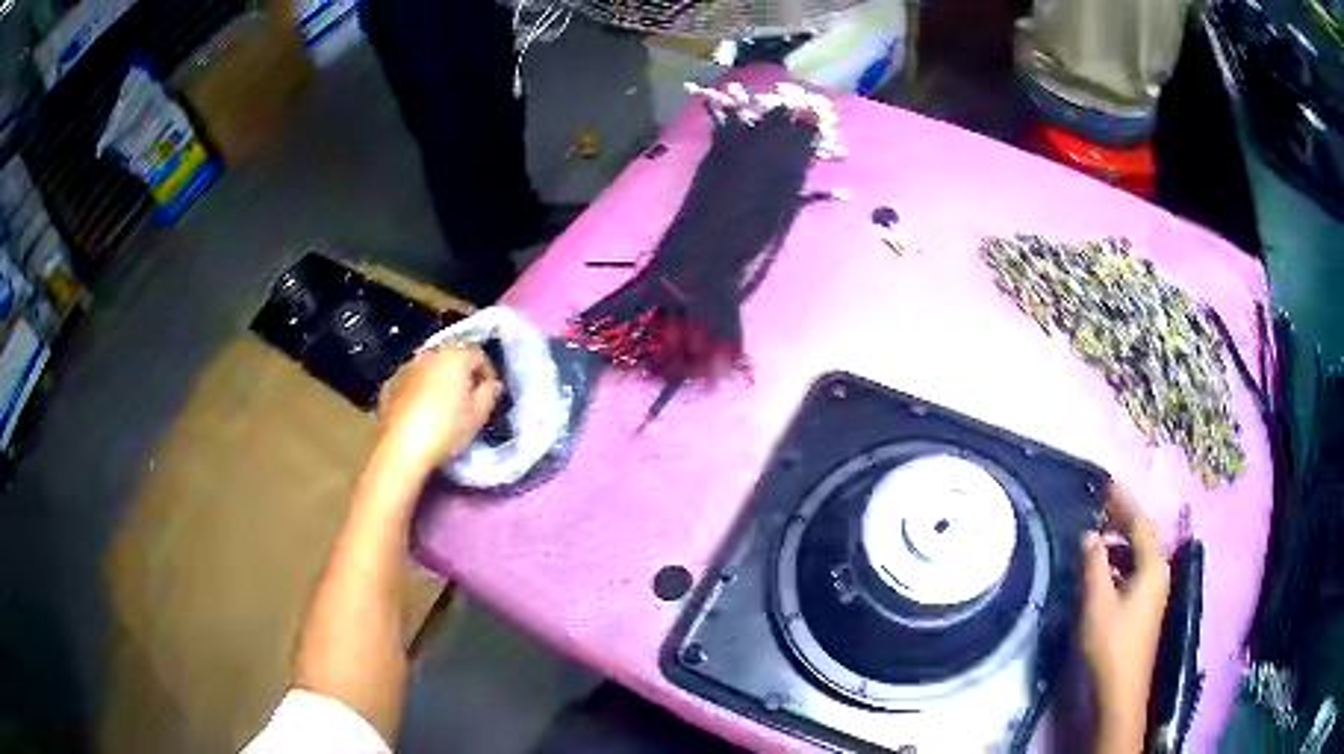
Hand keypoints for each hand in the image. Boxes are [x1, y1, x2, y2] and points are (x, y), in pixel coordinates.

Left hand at [375, 344, 501, 475]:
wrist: (401, 447)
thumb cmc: (446, 429)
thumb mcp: (478, 415)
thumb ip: (489, 394)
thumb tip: (491, 384)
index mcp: (455, 356)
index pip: (479, 355)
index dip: (487, 373)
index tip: (488, 393)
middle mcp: (429, 354)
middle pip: (451, 358)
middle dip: (461, 374)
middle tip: (466, 399)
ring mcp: (406, 367)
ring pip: (429, 369)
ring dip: (438, 381)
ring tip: (441, 406)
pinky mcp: (389, 384)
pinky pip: (411, 382)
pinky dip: (418, 390)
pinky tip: (419, 412)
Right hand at [1080, 483, 1170, 753]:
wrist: (1121, 690)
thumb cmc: (1111, 644)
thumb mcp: (1097, 602)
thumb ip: (1094, 565)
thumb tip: (1090, 535)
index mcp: (1152, 566)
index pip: (1139, 523)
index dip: (1123, 502)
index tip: (1106, 483)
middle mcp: (1158, 573)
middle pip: (1141, 537)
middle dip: (1121, 520)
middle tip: (1098, 505)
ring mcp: (1153, 591)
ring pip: (1137, 556)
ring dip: (1117, 544)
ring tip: (1095, 536)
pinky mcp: (1144, 607)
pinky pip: (1133, 572)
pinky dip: (1118, 564)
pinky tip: (1101, 570)